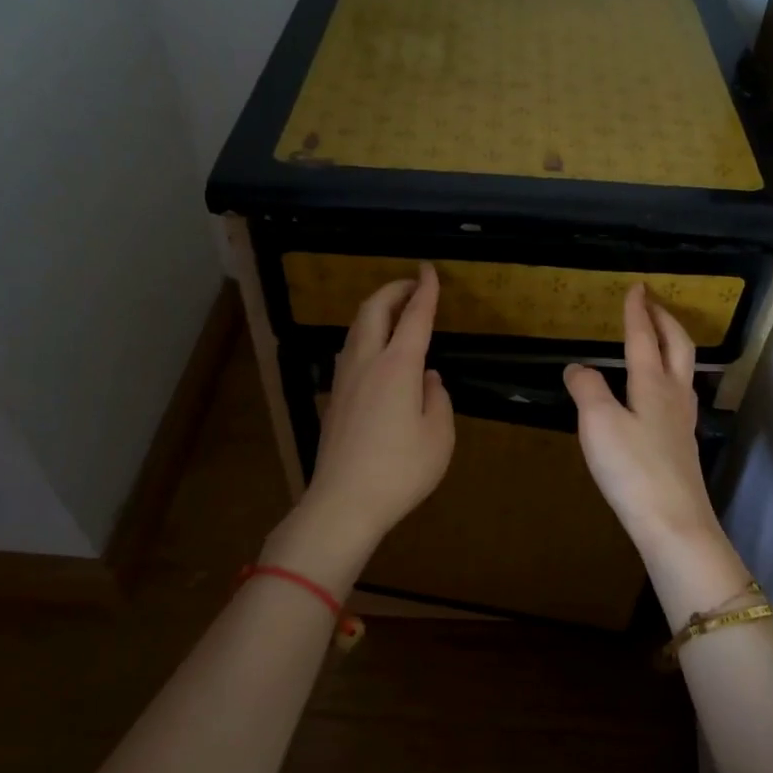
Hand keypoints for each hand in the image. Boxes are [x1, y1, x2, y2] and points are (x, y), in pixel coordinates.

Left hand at [290, 264, 454, 557]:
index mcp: (398, 366)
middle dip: (393, 290)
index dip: (425, 290)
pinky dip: (366, 336)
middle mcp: (367, 363)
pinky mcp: (334, 398)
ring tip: (395, 313)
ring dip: (375, 311)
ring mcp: (344, 379)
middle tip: (412, 285)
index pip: (414, 316)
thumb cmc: (400, 471)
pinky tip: (376, 352)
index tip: (429, 270)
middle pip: (373, 310)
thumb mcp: (439, 437)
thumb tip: (427, 379)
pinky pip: (349, 351)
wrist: (344, 502)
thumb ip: (438, 399)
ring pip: (356, 329)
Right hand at [563, 285, 720, 553]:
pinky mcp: (682, 445)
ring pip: (684, 370)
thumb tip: (577, 367)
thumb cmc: (633, 468)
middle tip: (654, 303)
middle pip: (677, 347)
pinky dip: (670, 375)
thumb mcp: (598, 424)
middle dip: (665, 320)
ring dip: (673, 345)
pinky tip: (659, 392)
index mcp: (652, 384)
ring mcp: (682, 421)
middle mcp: (673, 396)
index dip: (637, 312)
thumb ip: (587, 389)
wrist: (673, 522)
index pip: (644, 338)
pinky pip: (679, 394)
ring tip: (659, 339)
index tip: (636, 287)